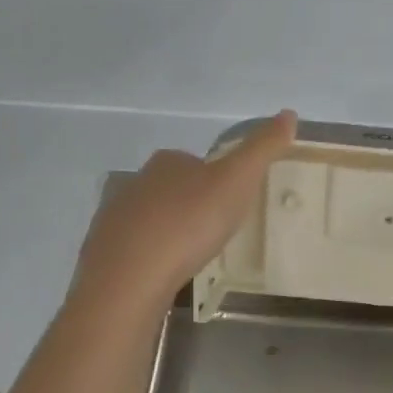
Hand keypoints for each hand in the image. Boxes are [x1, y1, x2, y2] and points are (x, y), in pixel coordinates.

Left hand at [71, 112, 297, 311]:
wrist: (130, 279)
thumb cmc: (189, 224)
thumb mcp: (237, 182)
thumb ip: (262, 149)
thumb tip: (289, 113)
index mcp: (167, 162)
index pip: (194, 161)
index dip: (215, 179)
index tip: (232, 202)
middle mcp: (135, 183)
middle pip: (170, 188)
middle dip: (191, 204)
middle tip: (216, 231)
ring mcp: (114, 219)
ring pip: (150, 218)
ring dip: (170, 231)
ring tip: (193, 256)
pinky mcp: (103, 254)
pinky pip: (135, 250)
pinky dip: (151, 257)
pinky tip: (165, 275)